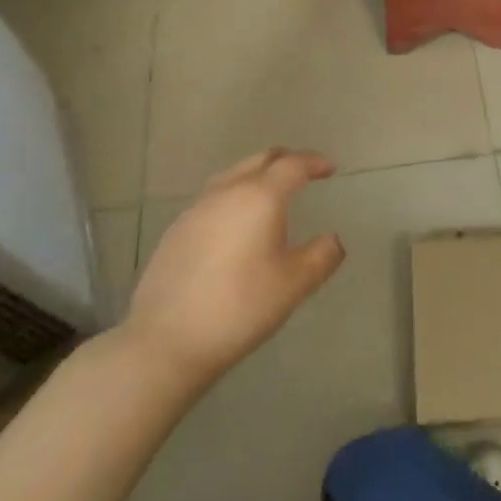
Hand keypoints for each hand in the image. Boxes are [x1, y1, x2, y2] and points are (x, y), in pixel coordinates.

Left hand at [124, 149, 345, 390]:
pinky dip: (233, 197)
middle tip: (303, 172)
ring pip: (233, 175)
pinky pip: (213, 198)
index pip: (293, 165)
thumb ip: (321, 256)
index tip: (329, 169)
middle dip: (286, 160)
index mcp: (261, 197)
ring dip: (257, 175)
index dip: (315, 162)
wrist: (166, 341)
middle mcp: (228, 191)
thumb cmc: (239, 307)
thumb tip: (334, 239)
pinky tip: (234, 224)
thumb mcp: (294, 285)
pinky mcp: (176, 230)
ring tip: (269, 194)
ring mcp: (197, 209)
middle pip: (260, 160)